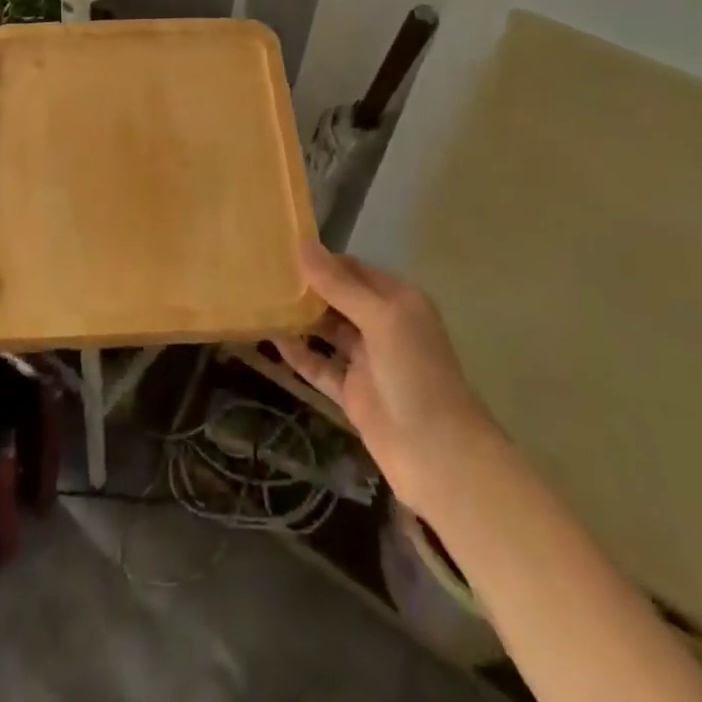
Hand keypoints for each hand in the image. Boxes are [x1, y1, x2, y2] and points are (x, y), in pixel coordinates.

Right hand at [272, 240, 492, 504]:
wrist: (440, 457)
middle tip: (263, 273)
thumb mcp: (380, 319)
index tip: (281, 250)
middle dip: (306, 287)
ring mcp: (367, 361)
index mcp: (397, 301)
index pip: (352, 269)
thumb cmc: (416, 375)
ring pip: (327, 331)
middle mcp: (382, 325)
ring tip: (261, 300)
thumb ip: (340, 284)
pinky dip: (299, 354)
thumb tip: (302, 243)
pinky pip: (320, 366)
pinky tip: (271, 339)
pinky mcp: (353, 393)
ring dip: (299, 318)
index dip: (320, 259)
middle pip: (338, 298)